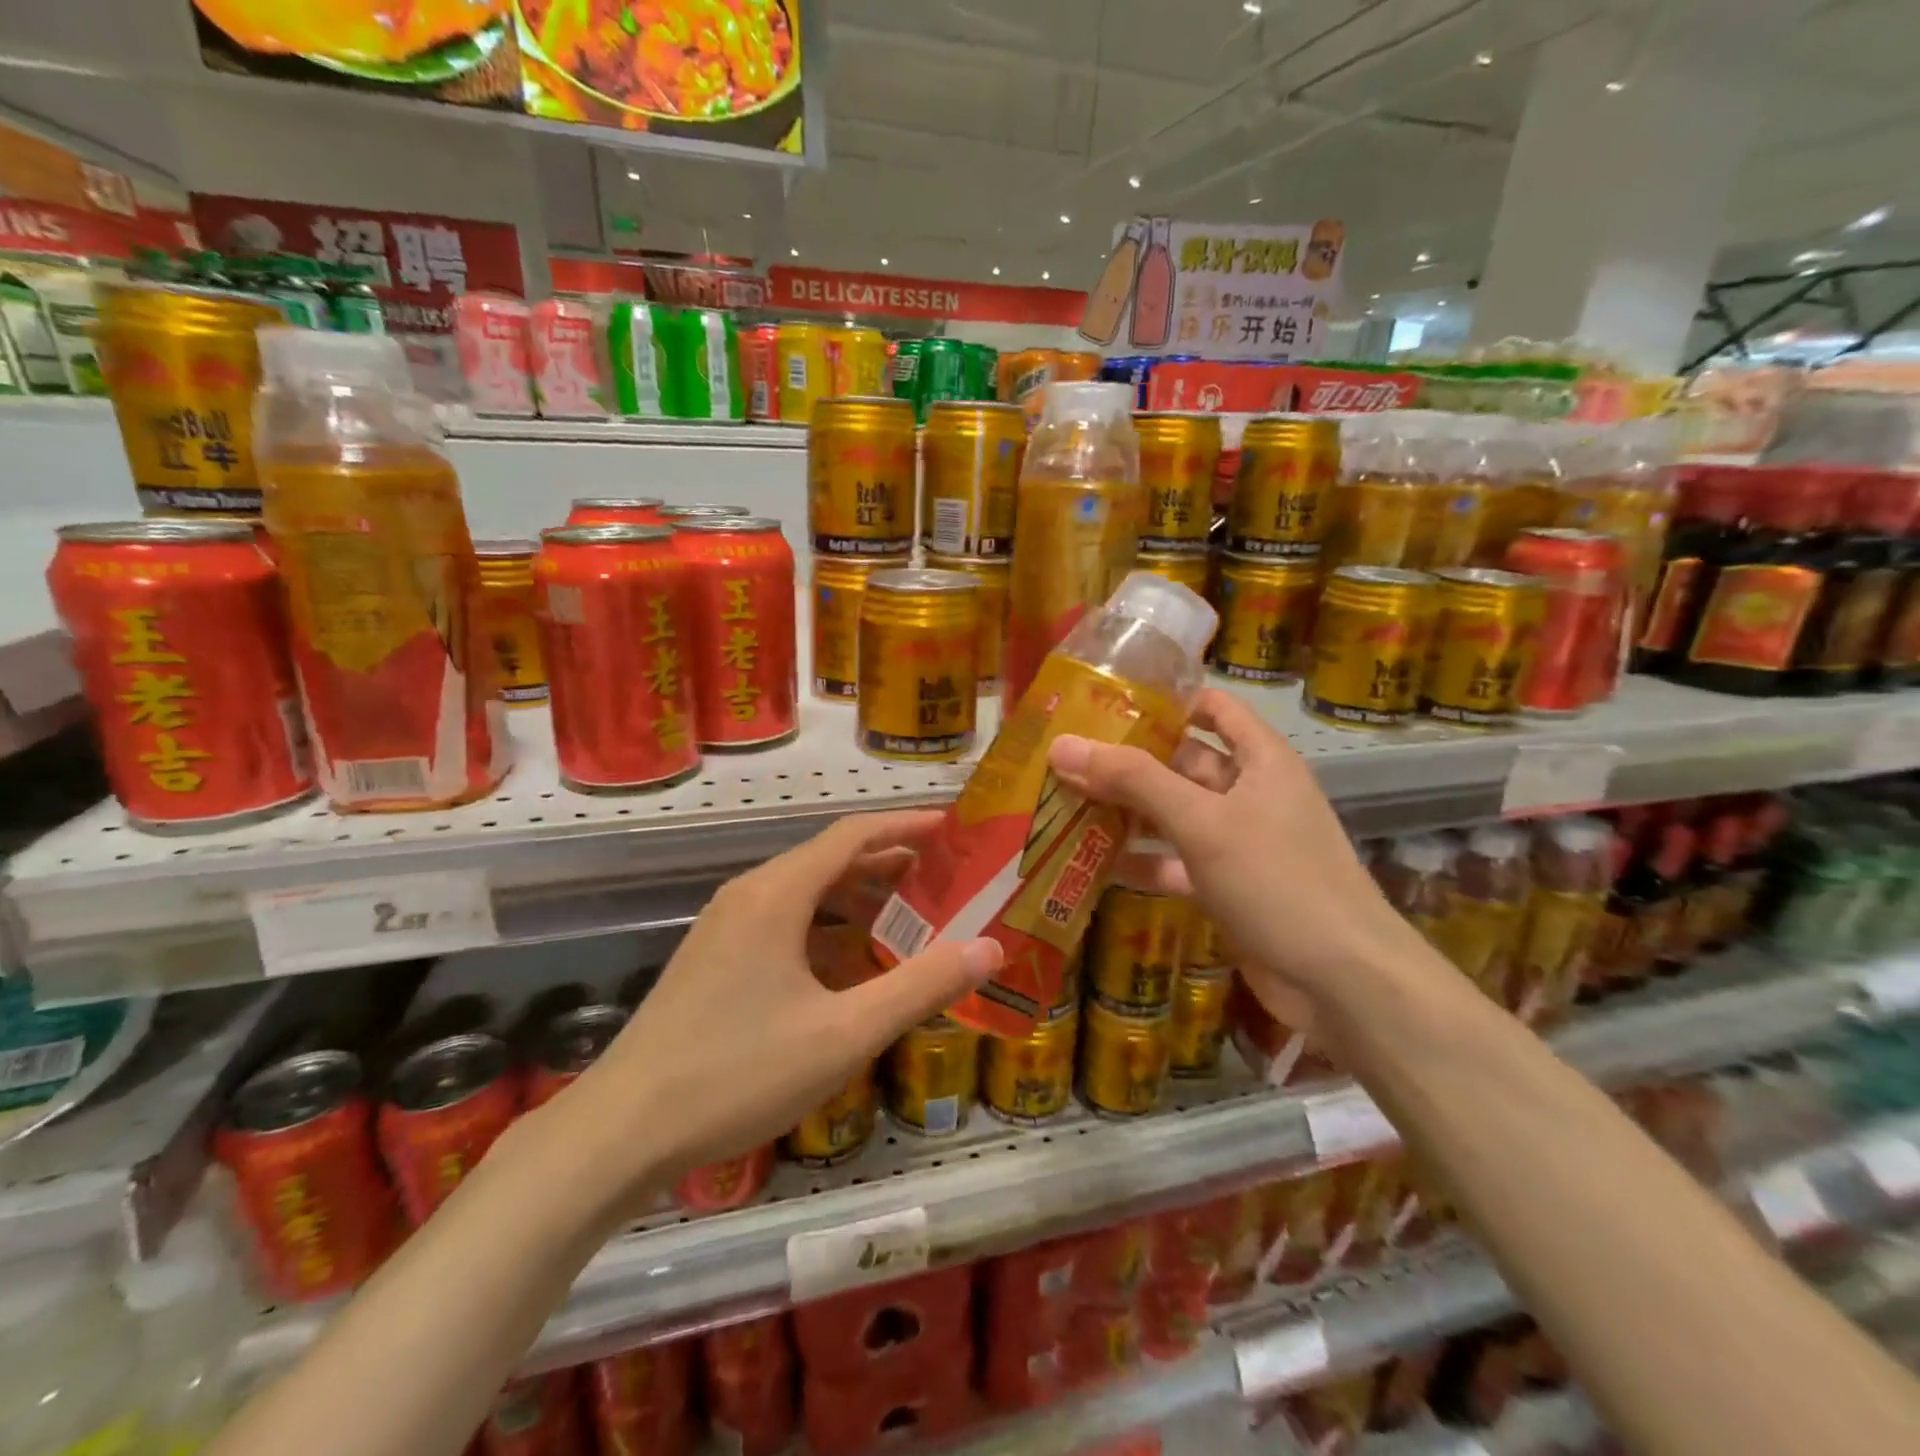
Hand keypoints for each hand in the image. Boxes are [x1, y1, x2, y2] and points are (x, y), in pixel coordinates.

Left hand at [543, 811, 1001, 1216]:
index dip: (906, 825)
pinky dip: (828, 931)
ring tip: (912, 919)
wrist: (620, 1131)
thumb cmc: (737, 1073)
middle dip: (890, 864)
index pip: (853, 834)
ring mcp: (726, 927)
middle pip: (831, 859)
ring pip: (807, 894)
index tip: (952, 829)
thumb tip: (990, 948)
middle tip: (947, 878)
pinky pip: (785, 924)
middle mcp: (750, 895)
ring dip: (860, 900)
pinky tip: (854, 968)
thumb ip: (921, 986)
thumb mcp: (844, 1034)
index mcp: (777, 893)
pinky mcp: (715, 959)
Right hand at [1047, 689, 1417, 1008]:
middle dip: (1129, 761)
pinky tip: (1093, 863)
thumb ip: (1133, 781)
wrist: (1342, 983)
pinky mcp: (1227, 888)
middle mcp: (1251, 793)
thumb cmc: (1276, 880)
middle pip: (1182, 762)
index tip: (1105, 704)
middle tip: (1064, 758)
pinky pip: (1176, 863)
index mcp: (1260, 760)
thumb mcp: (1202, 822)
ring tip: (1064, 802)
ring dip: (1127, 812)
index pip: (1212, 707)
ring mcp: (1239, 844)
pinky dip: (1142, 861)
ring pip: (1175, 815)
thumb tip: (1062, 745)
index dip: (1164, 700)